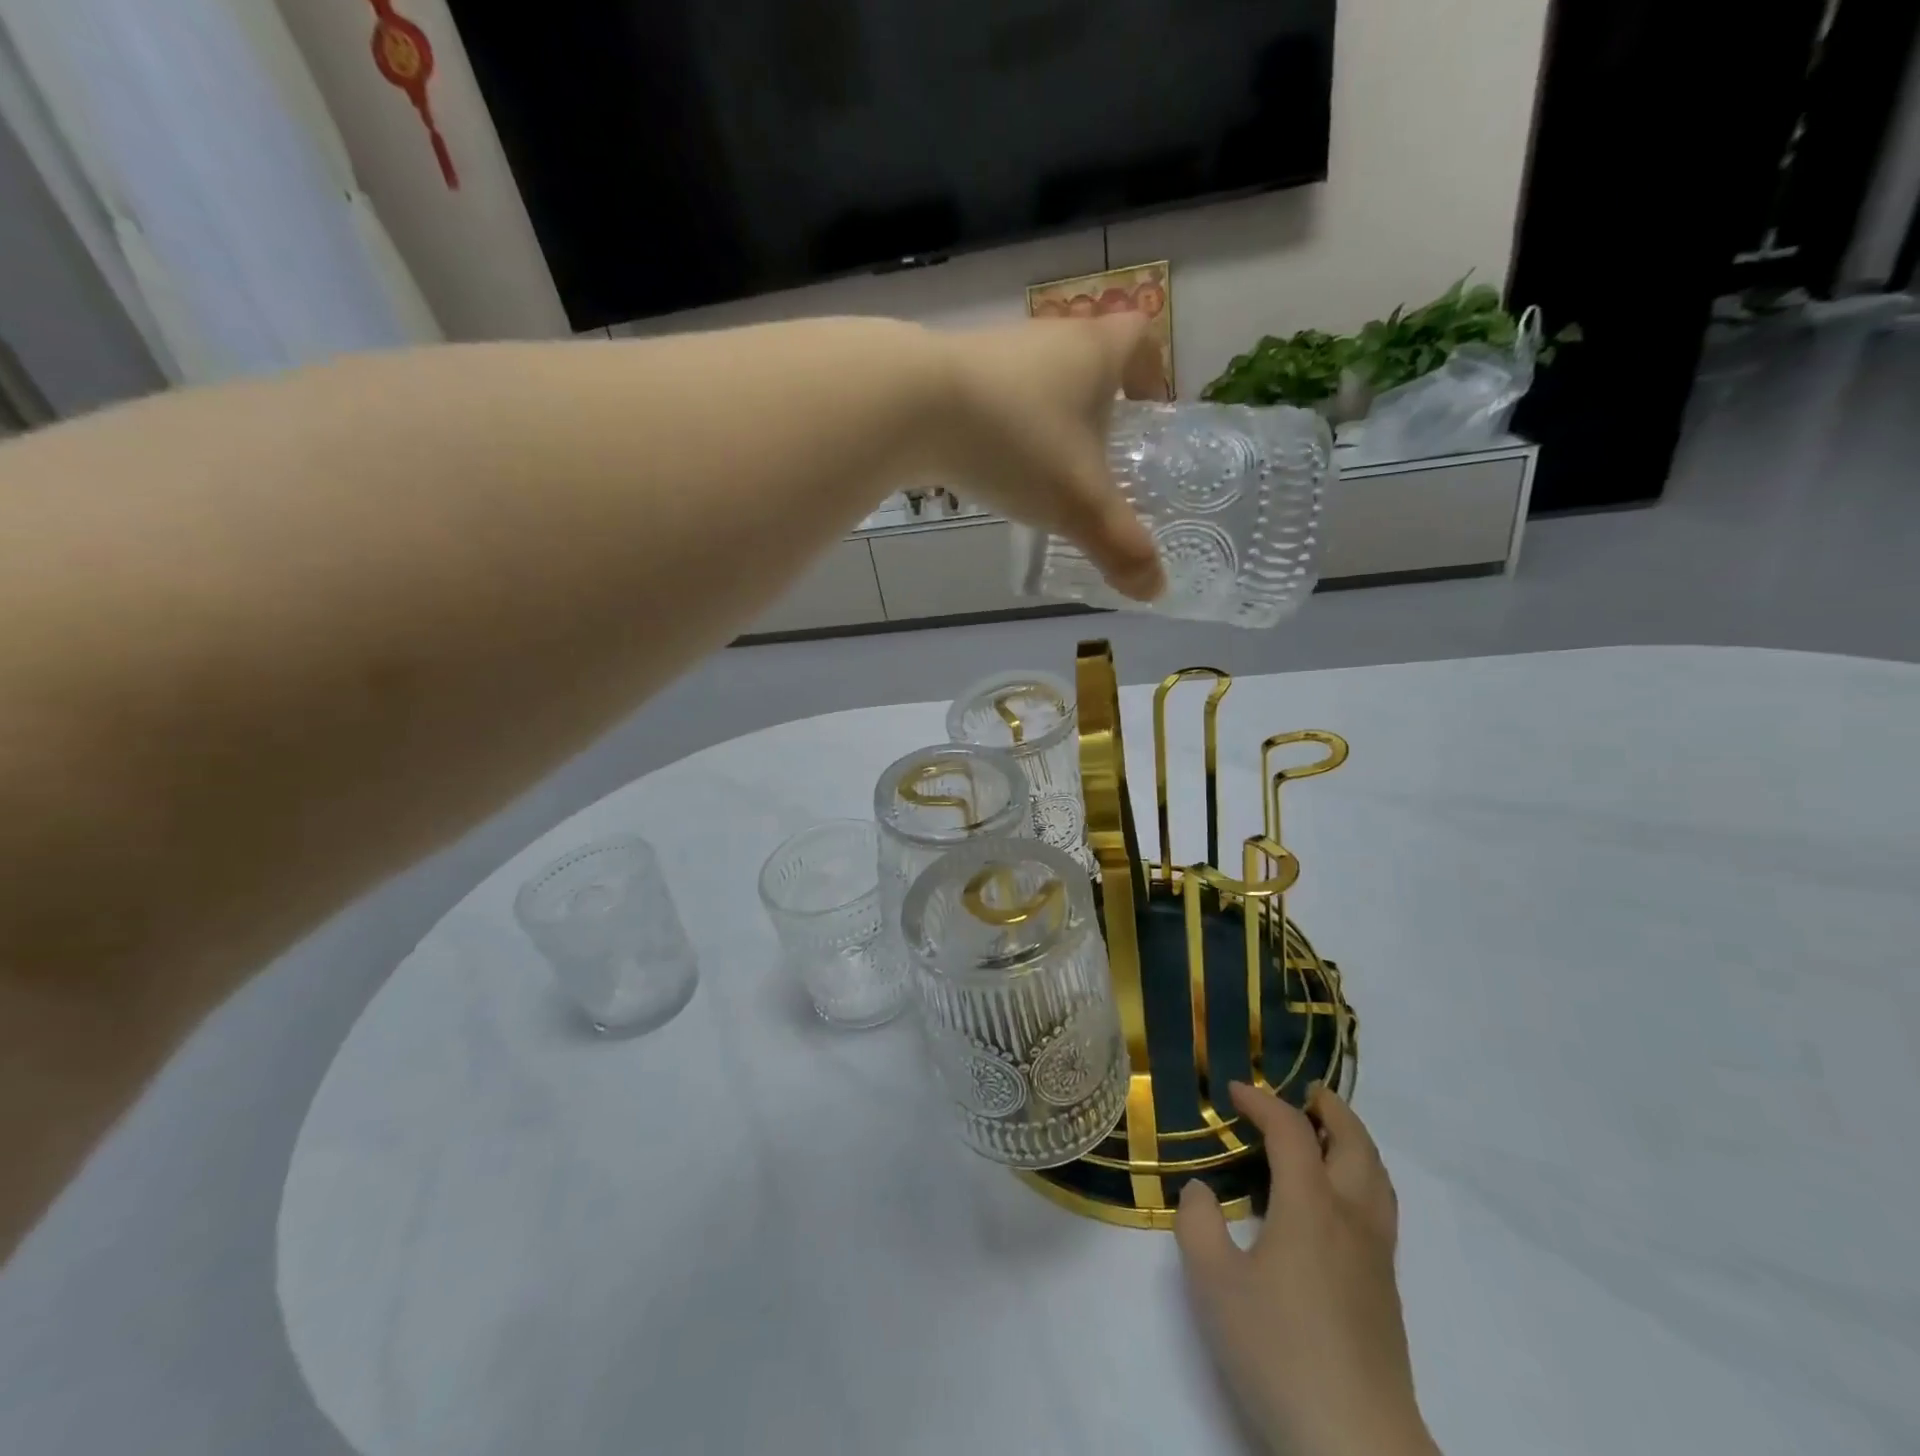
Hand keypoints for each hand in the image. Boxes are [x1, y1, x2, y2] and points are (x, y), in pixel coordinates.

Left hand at [929, 316, 1165, 599]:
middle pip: (1088, 359)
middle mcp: (1049, 338)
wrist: (910, 406)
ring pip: (1038, 380)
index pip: (1140, 339)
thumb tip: (1155, 590)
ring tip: (1046, 473)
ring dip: (1048, 420)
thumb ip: (1120, 546)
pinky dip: (1004, 428)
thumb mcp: (1079, 504)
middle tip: (1101, 458)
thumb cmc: (1016, 442)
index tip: (1148, 412)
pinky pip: (994, 398)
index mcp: (1094, 352)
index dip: (1152, 372)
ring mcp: (996, 351)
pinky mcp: (951, 372)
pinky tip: (994, 467)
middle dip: (1099, 405)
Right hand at [1176, 1082, 1437, 1455]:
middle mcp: (1351, 1218)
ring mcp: (1376, 1257)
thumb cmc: (1280, 1352)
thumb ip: (1199, 1225)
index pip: (1291, 1131)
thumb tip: (1202, 1192)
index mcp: (1311, 1206)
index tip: (1233, 1092)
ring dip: (1354, 1141)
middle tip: (1307, 1093)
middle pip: (1354, 1144)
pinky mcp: (1386, 1291)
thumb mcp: (1214, 1284)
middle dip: (1330, 1110)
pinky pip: (1380, 1208)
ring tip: (1328, 1134)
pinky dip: (1363, 1177)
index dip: (1262, 1102)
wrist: (1357, 1446)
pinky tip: (1338, 1201)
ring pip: (1377, 1177)